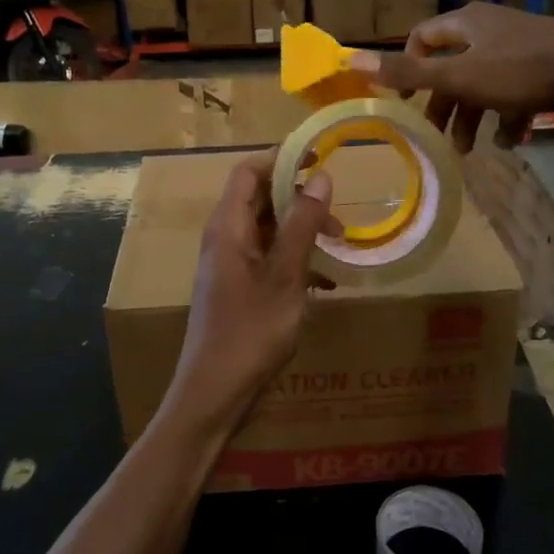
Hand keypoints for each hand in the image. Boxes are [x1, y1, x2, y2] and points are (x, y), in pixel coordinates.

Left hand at [163, 151, 334, 437]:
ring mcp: (229, 265)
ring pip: (267, 230)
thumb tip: (320, 176)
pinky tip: (325, 284)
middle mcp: (224, 239)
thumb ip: (302, 224)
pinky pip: (268, 259)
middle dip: (299, 200)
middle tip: (338, 216)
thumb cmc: (250, 332)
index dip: (281, 160)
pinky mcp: (237, 289)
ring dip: (301, 232)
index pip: (248, 171)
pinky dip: (295, 261)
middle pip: (259, 199)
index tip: (320, 160)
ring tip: (338, 246)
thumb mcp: (285, 276)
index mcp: (227, 227)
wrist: (215, 394)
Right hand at [349, 1, 553, 150]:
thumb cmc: (520, 70)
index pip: (422, 38)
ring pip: (484, 84)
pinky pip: (516, 93)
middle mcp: (490, 29)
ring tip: (472, 150)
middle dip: (444, 105)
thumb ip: (407, 73)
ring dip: (474, 117)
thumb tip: (351, 58)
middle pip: (453, 67)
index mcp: (466, 23)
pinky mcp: (546, 67)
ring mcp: (520, 47)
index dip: (408, 68)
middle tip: (437, 136)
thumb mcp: (458, 76)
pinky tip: (511, 141)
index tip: (405, 101)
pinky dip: (508, 117)